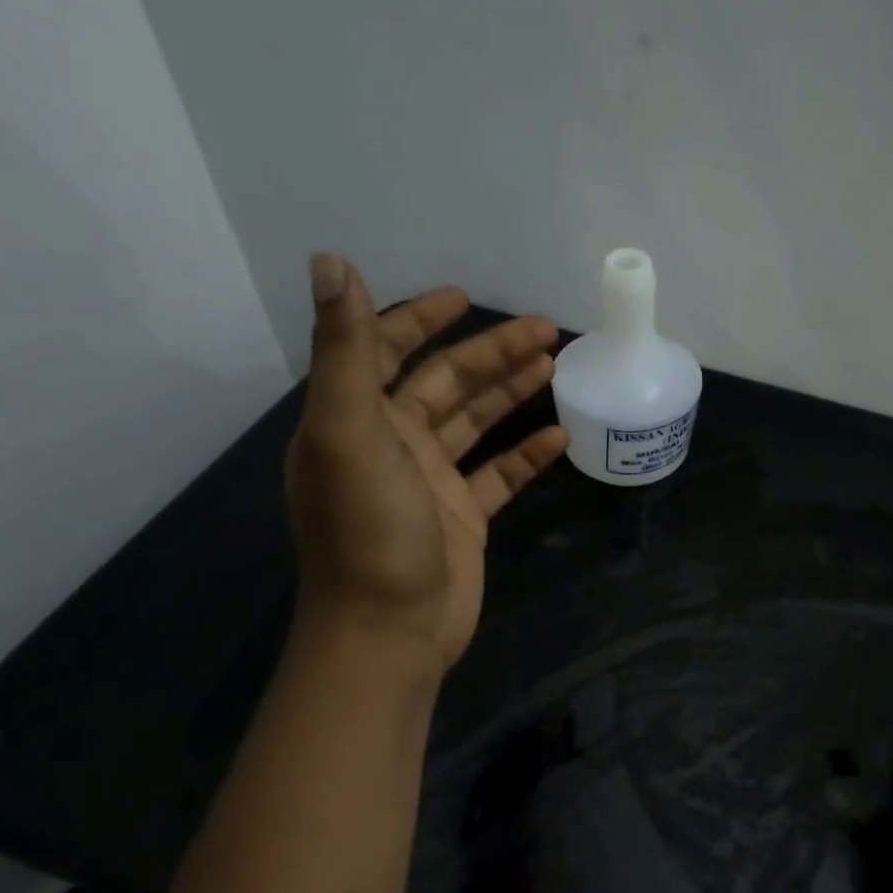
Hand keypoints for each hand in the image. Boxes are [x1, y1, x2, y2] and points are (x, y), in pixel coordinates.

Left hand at [286, 254, 567, 667]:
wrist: (390, 630)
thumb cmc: (369, 530)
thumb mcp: (350, 433)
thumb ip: (347, 351)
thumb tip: (331, 262)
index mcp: (358, 419)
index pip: (389, 351)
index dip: (421, 319)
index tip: (465, 297)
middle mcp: (392, 444)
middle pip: (447, 383)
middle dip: (492, 353)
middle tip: (546, 331)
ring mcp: (431, 482)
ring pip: (477, 424)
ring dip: (512, 394)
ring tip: (557, 367)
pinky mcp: (464, 518)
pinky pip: (500, 475)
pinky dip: (527, 455)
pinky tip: (561, 439)